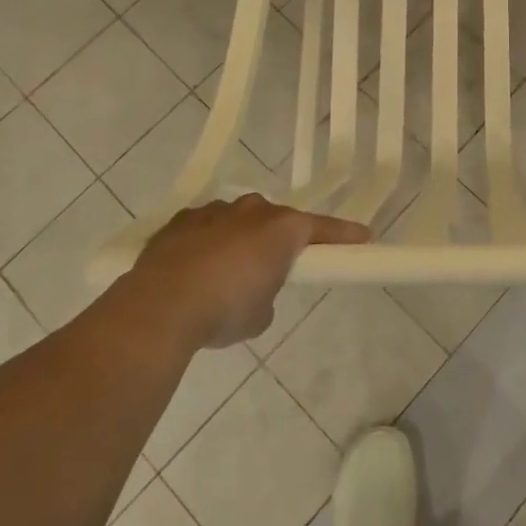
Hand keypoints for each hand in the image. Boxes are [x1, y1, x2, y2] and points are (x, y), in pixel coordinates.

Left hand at [130, 195, 368, 347]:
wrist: (161, 306)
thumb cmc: (225, 309)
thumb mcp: (261, 315)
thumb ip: (268, 295)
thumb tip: (256, 292)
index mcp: (281, 228)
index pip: (322, 228)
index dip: (344, 235)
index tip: (364, 237)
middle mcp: (251, 210)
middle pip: (275, 220)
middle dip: (277, 239)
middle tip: (274, 268)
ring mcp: (213, 212)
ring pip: (237, 220)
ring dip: (239, 240)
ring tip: (226, 274)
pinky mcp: (180, 221)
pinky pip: (204, 228)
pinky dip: (206, 243)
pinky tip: (194, 270)